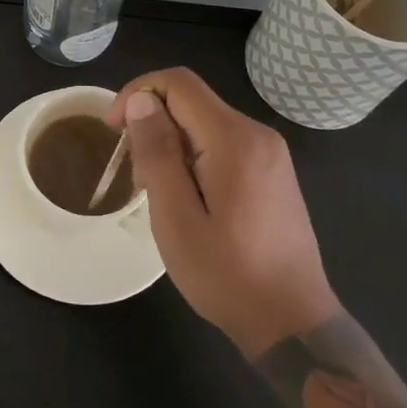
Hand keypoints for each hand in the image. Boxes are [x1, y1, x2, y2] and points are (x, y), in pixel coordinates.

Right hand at [108, 69, 340, 358]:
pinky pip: (223, 142)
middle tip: (137, 178)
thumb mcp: (176, 218)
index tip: (113, 131)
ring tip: (159, 194)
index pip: (179, 83)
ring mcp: (270, 152)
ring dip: (171, 144)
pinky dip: (194, 156)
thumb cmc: (228, 275)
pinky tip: (188, 199)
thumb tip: (140, 100)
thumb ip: (157, 153)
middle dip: (153, 124)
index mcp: (235, 139)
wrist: (293, 324)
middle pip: (192, 100)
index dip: (138, 93)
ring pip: (205, 122)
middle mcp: (257, 133)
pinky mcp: (272, 171)